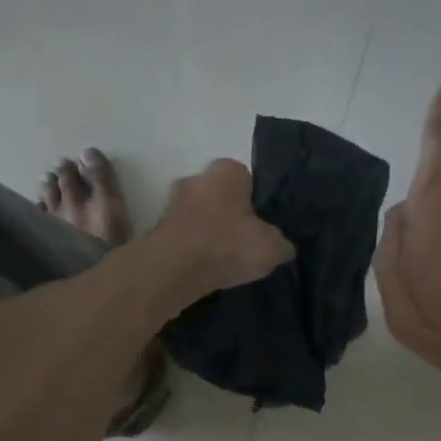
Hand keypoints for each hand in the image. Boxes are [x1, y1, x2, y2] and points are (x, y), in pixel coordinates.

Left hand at [151, 159, 294, 299]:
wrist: (172, 270)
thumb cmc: (227, 245)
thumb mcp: (272, 247)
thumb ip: (281, 243)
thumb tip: (283, 247)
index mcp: (227, 170)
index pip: (248, 180)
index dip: (257, 204)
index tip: (262, 227)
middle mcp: (196, 178)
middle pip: (220, 197)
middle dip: (230, 217)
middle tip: (245, 244)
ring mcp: (171, 203)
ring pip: (200, 218)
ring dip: (210, 235)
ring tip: (225, 262)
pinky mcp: (157, 230)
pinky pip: (185, 238)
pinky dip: (193, 251)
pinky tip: (205, 270)